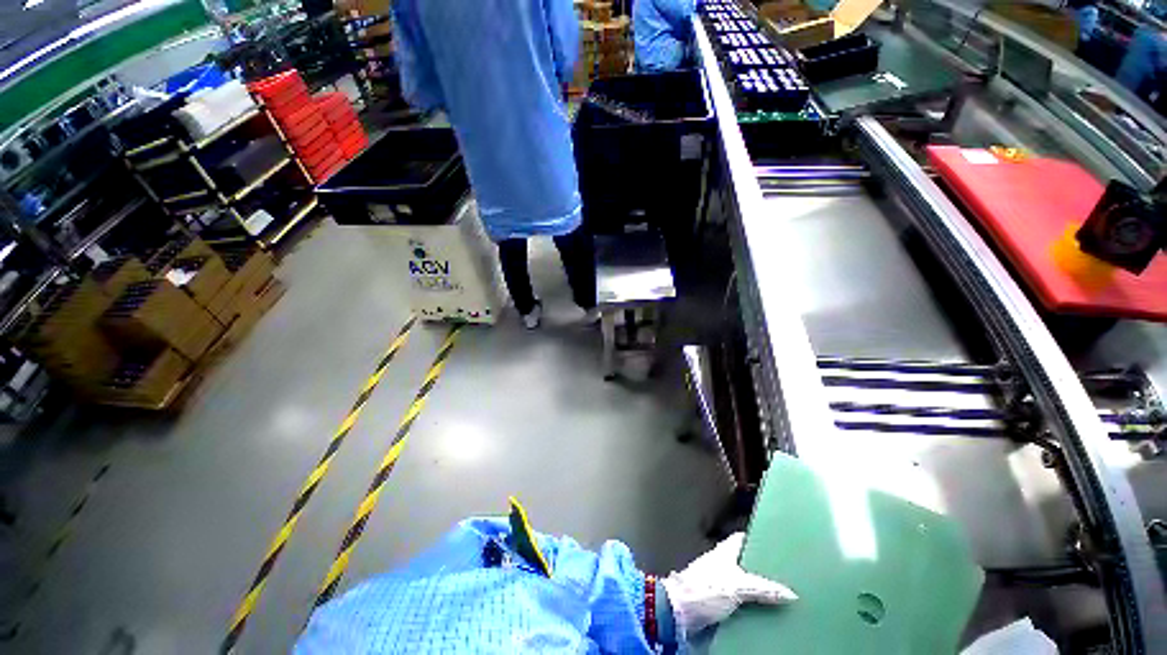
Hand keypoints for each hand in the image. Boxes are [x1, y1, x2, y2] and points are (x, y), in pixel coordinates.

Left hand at [660, 532, 796, 638]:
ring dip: (753, 586)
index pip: (740, 539)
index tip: (771, 542)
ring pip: (738, 579)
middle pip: (741, 560)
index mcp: (723, 552)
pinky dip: (746, 602)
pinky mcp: (712, 598)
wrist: (678, 609)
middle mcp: (718, 563)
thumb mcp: (737, 587)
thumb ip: (763, 588)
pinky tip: (757, 611)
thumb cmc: (704, 589)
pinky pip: (734, 597)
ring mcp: (714, 580)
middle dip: (758, 567)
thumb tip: (790, 593)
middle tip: (780, 575)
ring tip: (774, 595)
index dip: (754, 539)